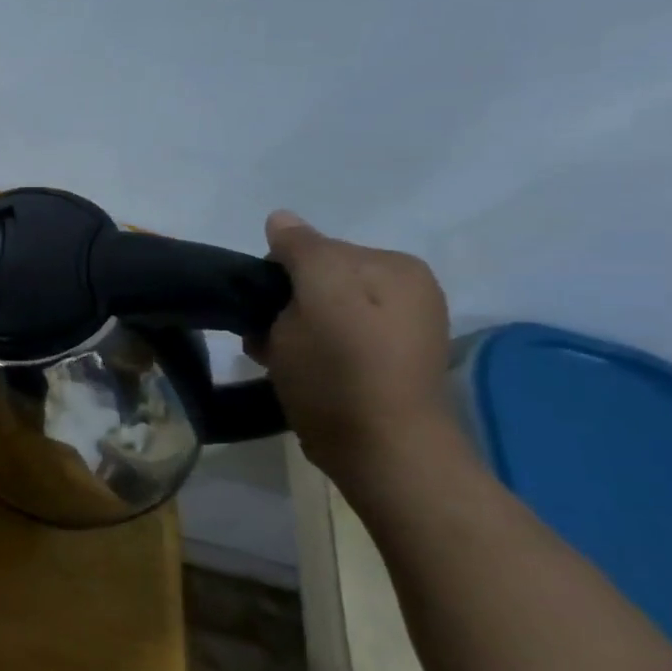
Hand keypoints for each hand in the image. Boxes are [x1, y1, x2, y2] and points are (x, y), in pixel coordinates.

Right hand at [249, 211, 460, 483]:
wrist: (382, 452)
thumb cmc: (343, 370)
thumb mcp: (318, 299)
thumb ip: (302, 251)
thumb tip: (280, 218)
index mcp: (395, 267)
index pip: (313, 248)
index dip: (278, 277)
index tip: (266, 311)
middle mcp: (405, 291)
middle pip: (315, 280)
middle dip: (282, 305)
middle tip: (269, 339)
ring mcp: (396, 329)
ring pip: (315, 311)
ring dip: (286, 330)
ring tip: (277, 358)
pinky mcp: (381, 364)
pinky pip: (328, 339)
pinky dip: (304, 350)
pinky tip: (294, 370)